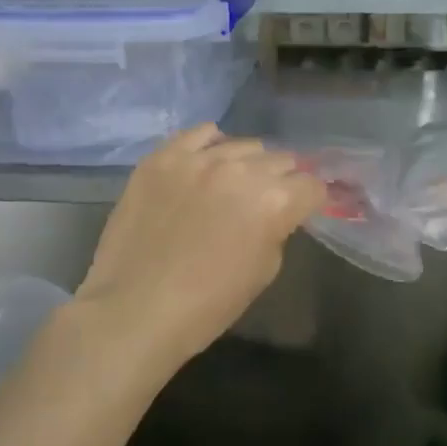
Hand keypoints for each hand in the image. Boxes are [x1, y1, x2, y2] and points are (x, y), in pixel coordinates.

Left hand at [75, 126, 325, 380]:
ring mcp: (200, 159)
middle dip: (282, 180)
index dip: (311, 200)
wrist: (134, 311)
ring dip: (247, 164)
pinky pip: (199, 134)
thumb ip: (278, 229)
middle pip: (281, 160)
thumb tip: (278, 213)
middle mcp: (242, 170)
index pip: (312, 185)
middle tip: (267, 201)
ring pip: (243, 145)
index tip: (302, 209)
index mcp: (274, 201)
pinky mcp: (164, 157)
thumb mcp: (264, 271)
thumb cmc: (207, 305)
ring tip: (233, 184)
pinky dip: (210, 146)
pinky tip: (206, 163)